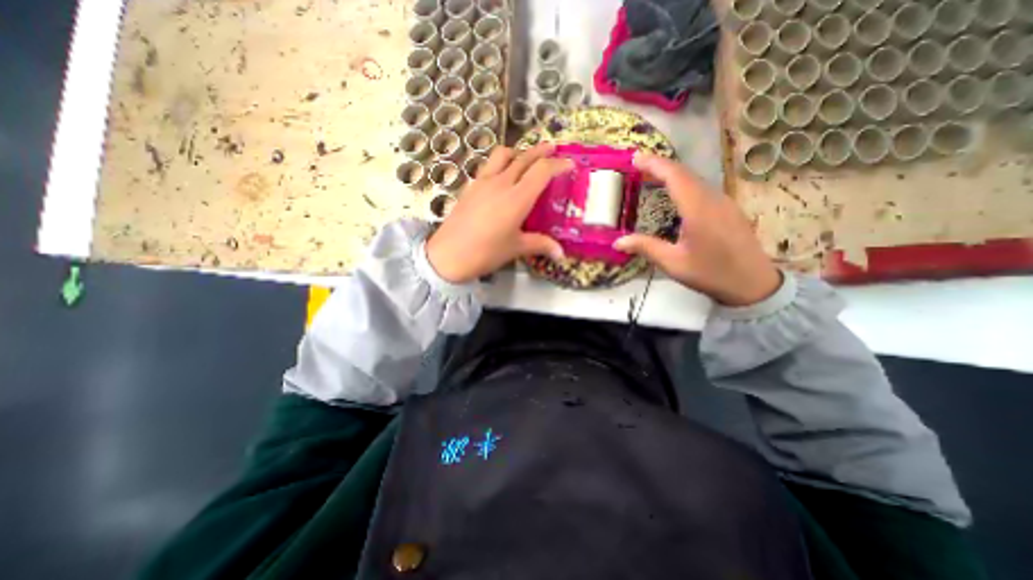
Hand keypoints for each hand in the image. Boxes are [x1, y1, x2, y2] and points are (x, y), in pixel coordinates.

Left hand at [427, 143, 572, 283]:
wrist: (448, 255)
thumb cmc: (486, 253)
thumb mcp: (516, 249)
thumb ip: (540, 245)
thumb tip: (561, 253)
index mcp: (517, 198)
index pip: (542, 171)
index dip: (558, 164)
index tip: (569, 163)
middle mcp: (501, 183)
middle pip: (524, 157)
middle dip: (541, 151)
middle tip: (552, 149)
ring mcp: (482, 182)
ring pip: (503, 155)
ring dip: (518, 152)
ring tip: (525, 159)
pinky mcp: (470, 187)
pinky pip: (488, 166)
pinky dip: (500, 164)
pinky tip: (502, 177)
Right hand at [612, 153, 783, 307]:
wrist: (753, 284)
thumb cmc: (711, 273)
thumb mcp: (673, 263)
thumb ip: (646, 248)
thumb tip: (618, 242)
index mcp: (698, 209)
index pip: (675, 176)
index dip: (655, 164)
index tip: (635, 158)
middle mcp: (713, 199)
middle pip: (685, 173)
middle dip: (660, 166)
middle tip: (638, 166)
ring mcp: (724, 202)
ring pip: (695, 179)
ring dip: (672, 174)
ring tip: (652, 177)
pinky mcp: (728, 209)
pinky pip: (702, 188)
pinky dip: (684, 184)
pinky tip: (675, 195)